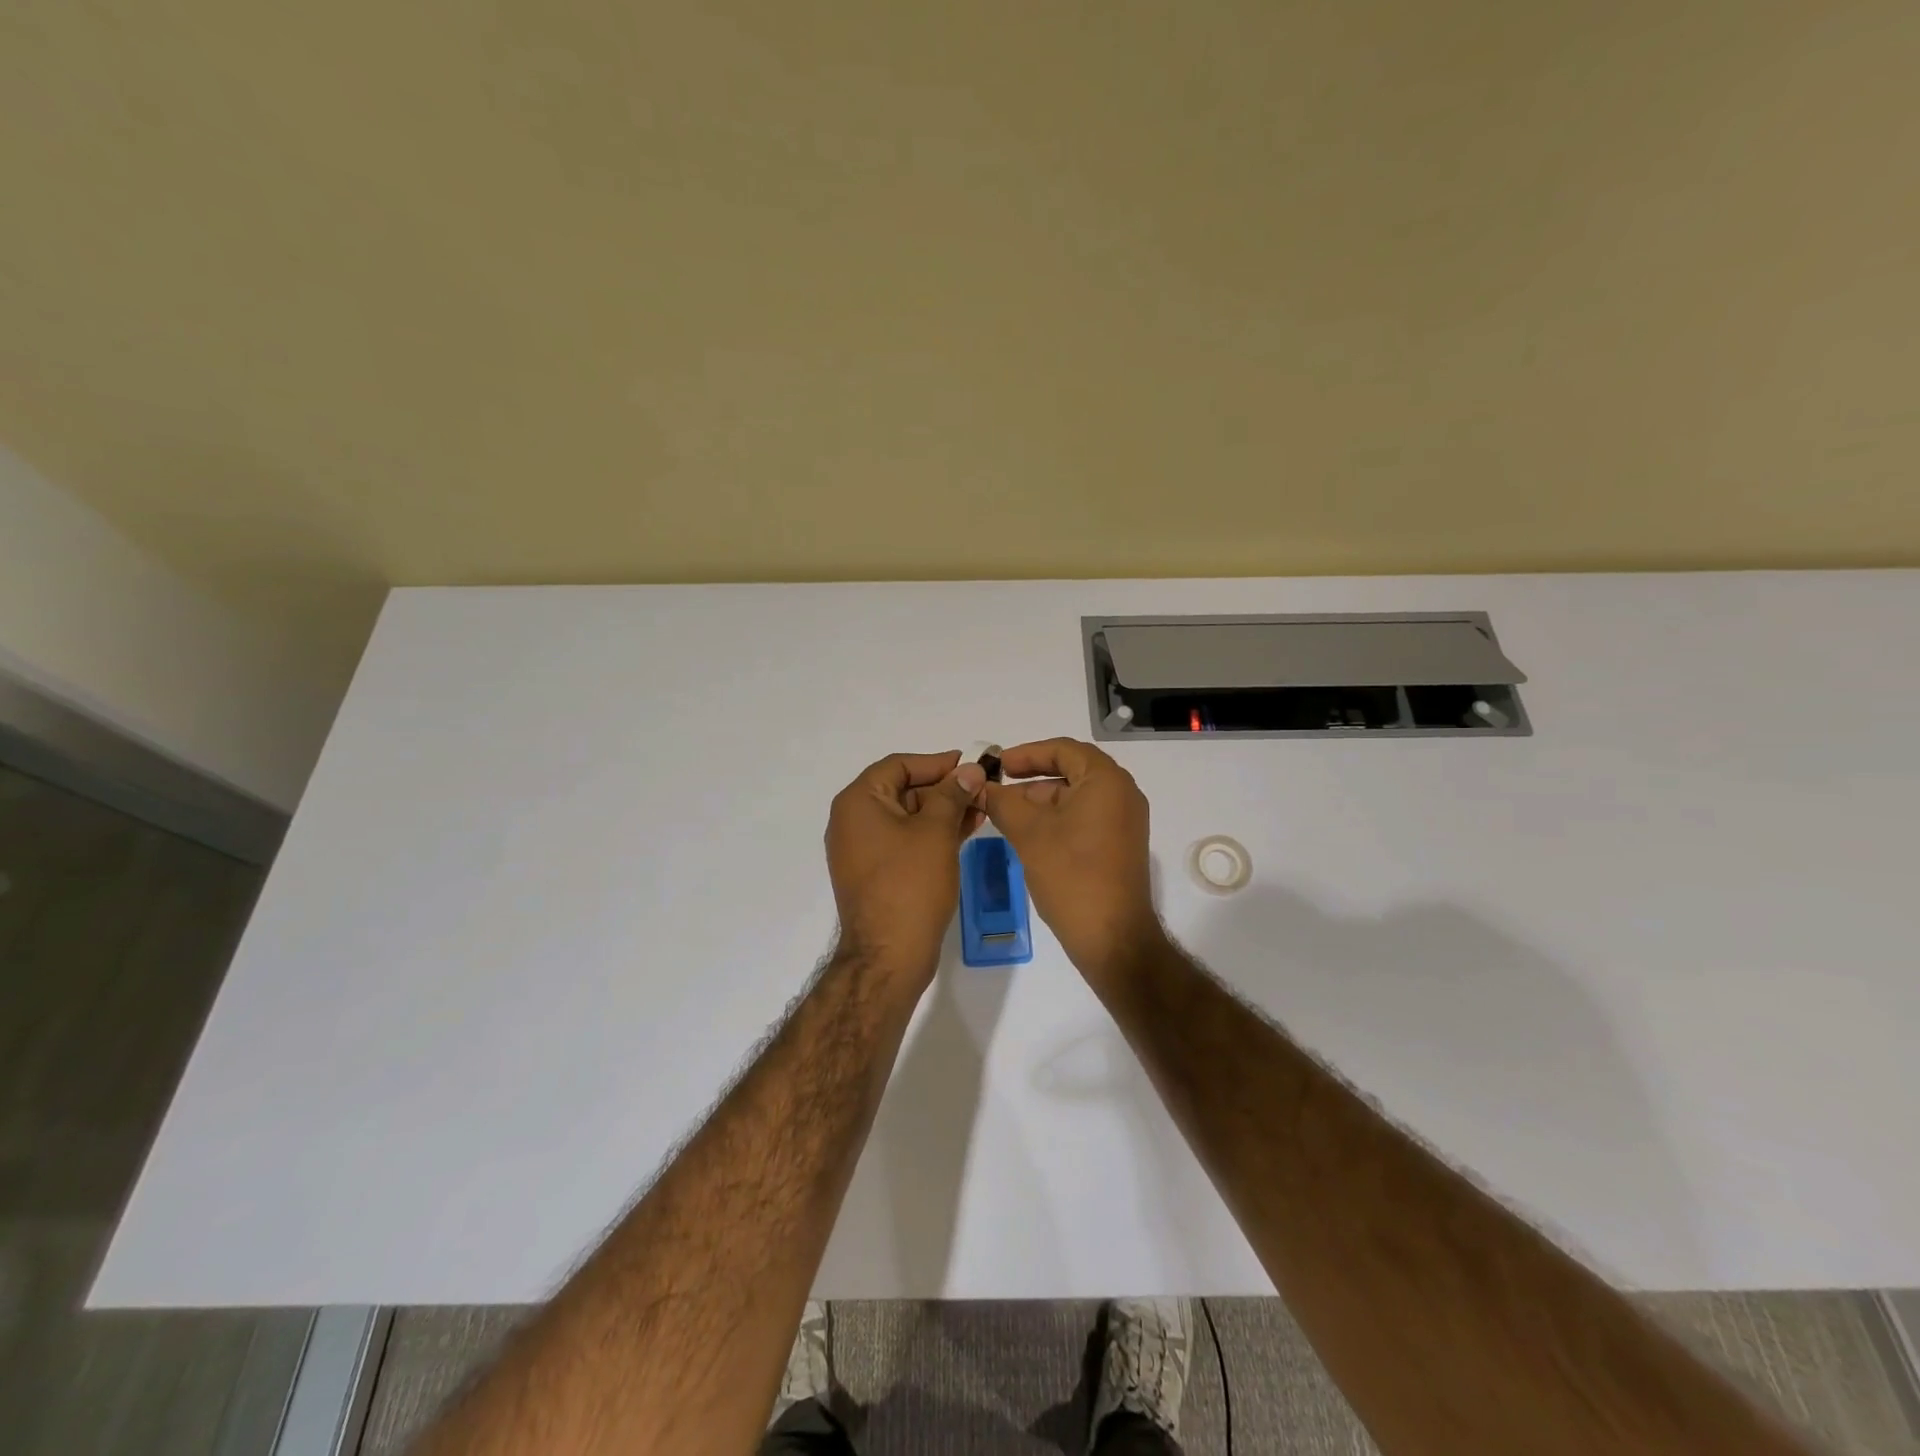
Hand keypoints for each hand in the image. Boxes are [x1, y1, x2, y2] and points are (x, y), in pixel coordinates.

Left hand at [825, 750, 986, 986]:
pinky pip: (905, 840)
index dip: (936, 763)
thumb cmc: (910, 884)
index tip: (971, 765)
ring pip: (907, 816)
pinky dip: (932, 833)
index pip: (898, 765)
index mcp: (858, 803)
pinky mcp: (876, 873)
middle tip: (982, 789)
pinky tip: (965, 831)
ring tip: (982, 809)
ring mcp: (863, 850)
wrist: (889, 955)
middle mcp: (853, 821)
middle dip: (944, 788)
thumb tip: (970, 770)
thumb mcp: (936, 831)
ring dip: (943, 811)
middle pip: (902, 789)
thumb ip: (953, 794)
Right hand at [983, 738, 1165, 986]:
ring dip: (1042, 800)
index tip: (998, 765)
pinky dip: (1058, 818)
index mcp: (1107, 781)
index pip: (1064, 750)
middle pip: (1072, 771)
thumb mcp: (1029, 834)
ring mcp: (1125, 822)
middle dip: (1032, 777)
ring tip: (1006, 812)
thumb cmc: (1071, 875)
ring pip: (1077, 797)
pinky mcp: (1120, 846)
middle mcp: (1123, 794)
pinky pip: (1086, 818)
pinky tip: (1029, 834)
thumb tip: (980, 788)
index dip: (1027, 753)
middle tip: (998, 787)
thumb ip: (1002, 803)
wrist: (1112, 938)